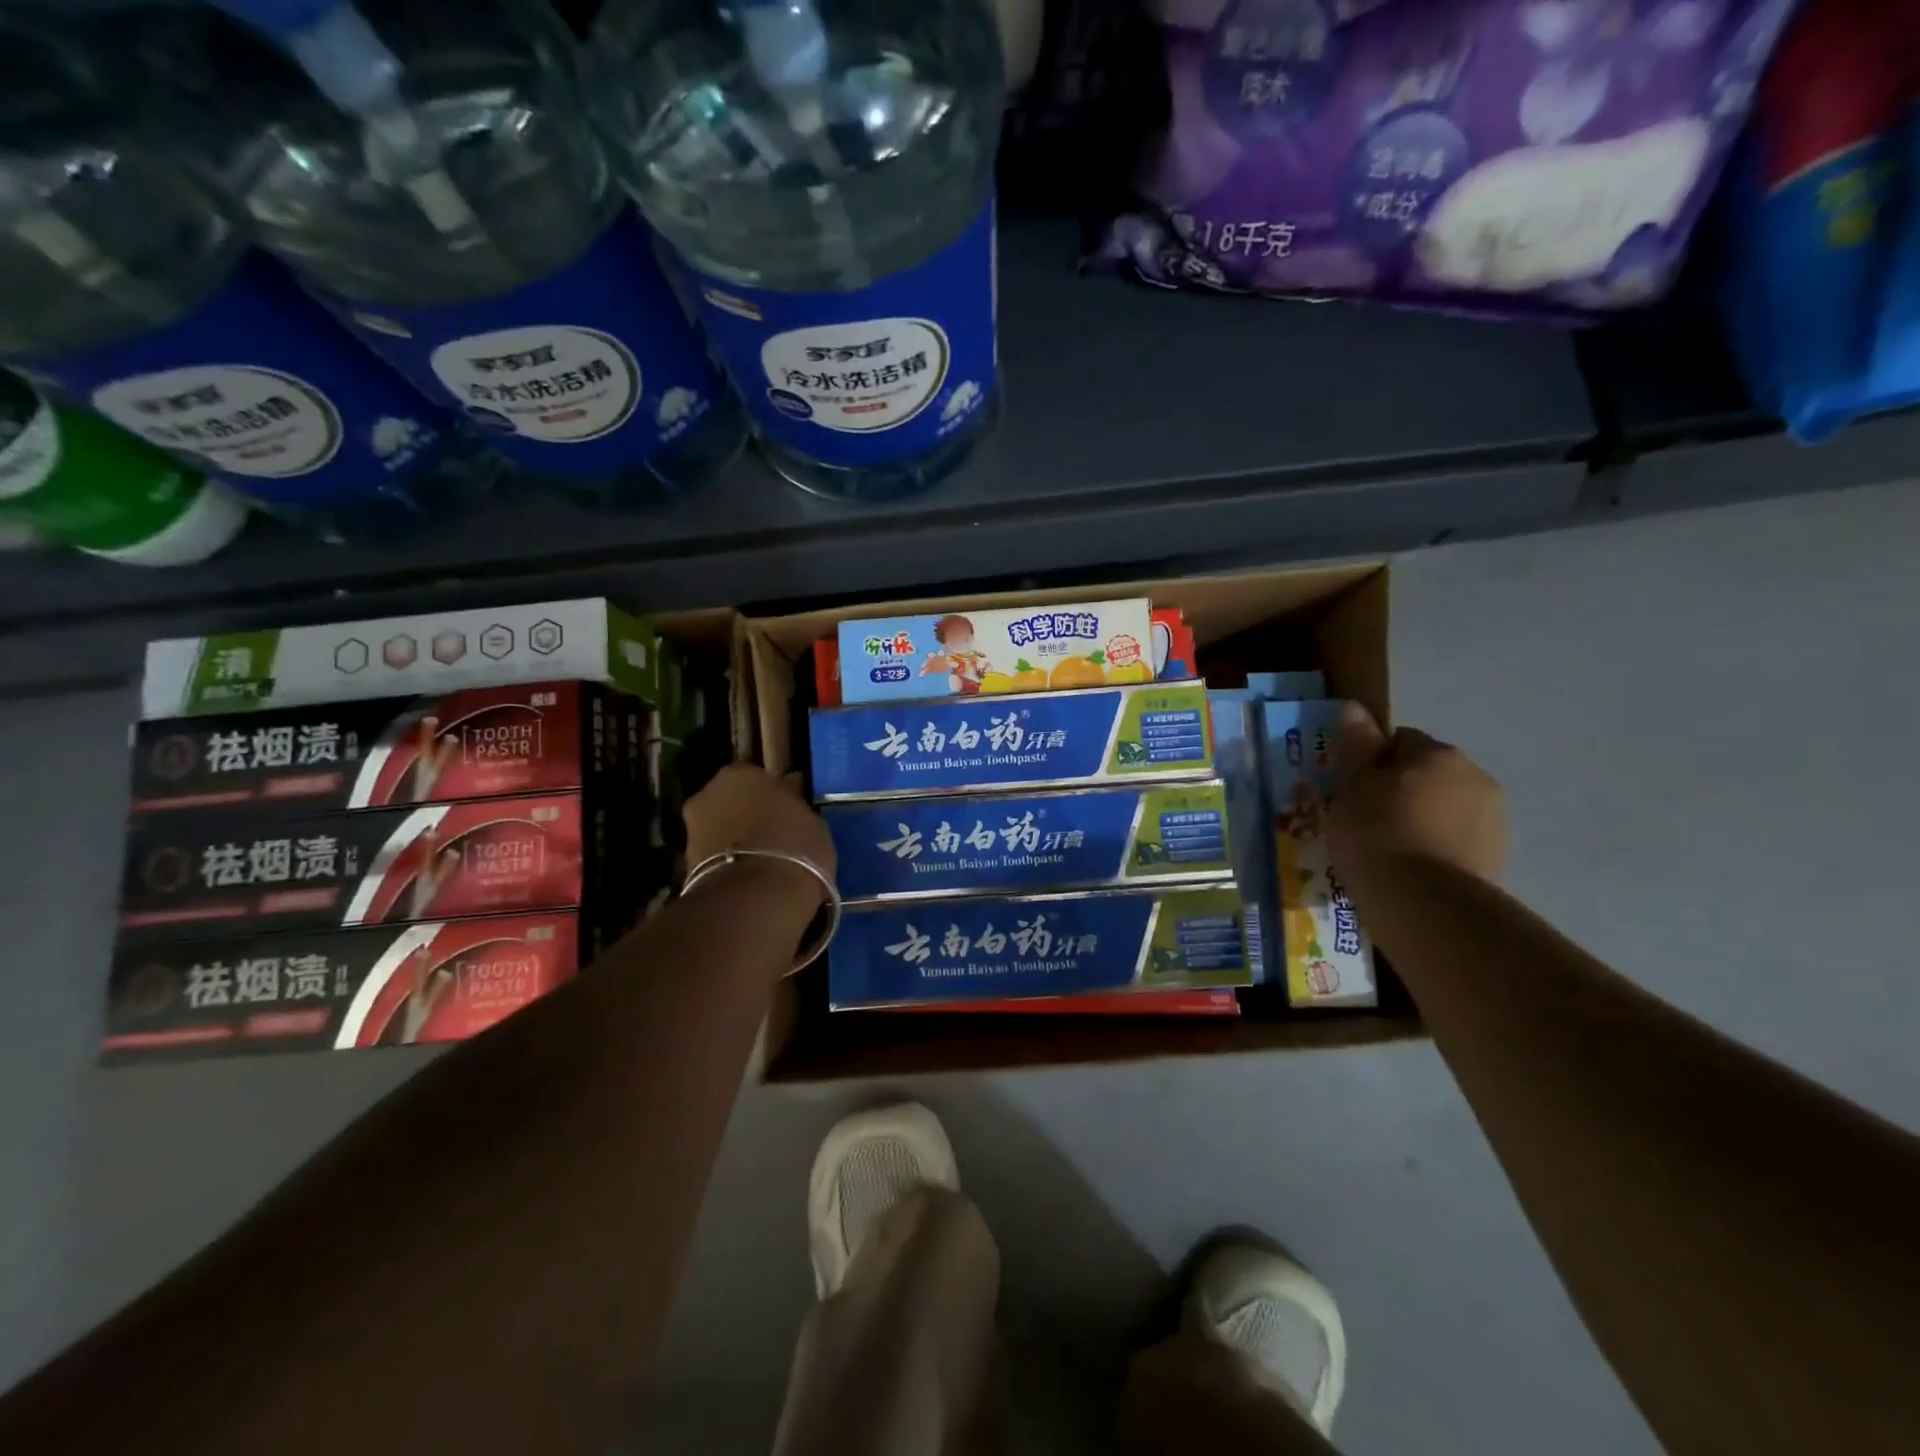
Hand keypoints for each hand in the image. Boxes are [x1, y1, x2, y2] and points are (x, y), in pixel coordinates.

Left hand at [683, 764, 836, 884]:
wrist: (753, 898)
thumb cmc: (793, 846)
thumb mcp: (812, 821)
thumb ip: (793, 806)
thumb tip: (788, 798)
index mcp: (740, 774)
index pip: (758, 778)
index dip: (774, 796)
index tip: (788, 813)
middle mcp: (708, 794)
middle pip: (732, 802)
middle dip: (749, 816)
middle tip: (774, 837)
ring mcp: (692, 830)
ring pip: (721, 830)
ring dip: (737, 841)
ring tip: (764, 863)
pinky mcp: (685, 866)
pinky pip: (716, 858)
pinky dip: (729, 865)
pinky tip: (751, 880)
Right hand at [1325, 704, 1507, 885]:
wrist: (1424, 904)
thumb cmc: (1376, 834)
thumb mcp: (1351, 787)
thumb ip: (1358, 746)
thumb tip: (1354, 707)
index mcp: (1437, 754)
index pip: (1399, 741)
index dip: (1371, 762)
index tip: (1350, 790)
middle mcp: (1475, 777)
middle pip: (1427, 774)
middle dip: (1401, 791)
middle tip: (1366, 821)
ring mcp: (1493, 820)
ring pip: (1445, 809)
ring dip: (1422, 820)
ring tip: (1388, 852)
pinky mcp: (1498, 859)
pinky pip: (1456, 842)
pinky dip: (1436, 849)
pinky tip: (1411, 871)